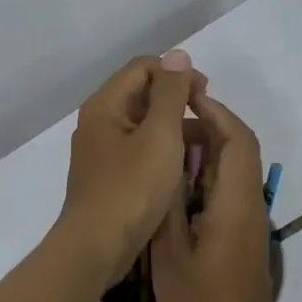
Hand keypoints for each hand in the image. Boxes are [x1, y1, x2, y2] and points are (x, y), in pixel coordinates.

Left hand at [58, 50, 207, 287]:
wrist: (97, 246)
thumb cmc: (131, 188)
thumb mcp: (159, 135)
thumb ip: (170, 93)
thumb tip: (177, 55)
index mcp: (105, 105)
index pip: (142, 67)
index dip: (176, 73)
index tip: (205, 95)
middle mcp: (97, 122)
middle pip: (140, 93)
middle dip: (175, 100)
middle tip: (205, 119)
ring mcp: (100, 150)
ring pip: (140, 123)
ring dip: (170, 126)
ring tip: (200, 145)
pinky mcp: (106, 175)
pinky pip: (136, 149)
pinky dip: (159, 149)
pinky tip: (180, 167)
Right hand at [151, 93, 282, 301]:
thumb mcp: (170, 253)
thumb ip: (168, 204)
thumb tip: (166, 160)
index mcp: (235, 203)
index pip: (237, 141)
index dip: (214, 112)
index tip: (185, 97)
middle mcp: (248, 203)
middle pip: (238, 148)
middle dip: (207, 124)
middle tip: (168, 119)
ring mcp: (247, 218)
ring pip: (234, 166)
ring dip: (206, 147)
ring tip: (166, 145)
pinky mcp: (241, 231)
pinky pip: (228, 186)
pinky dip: (206, 171)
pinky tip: (176, 181)